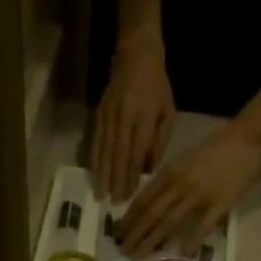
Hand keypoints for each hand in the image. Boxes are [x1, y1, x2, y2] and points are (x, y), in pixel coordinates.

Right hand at [91, 36, 175, 202]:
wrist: (136, 57)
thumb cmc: (157, 88)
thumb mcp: (167, 112)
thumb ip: (159, 142)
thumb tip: (148, 169)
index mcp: (145, 117)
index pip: (137, 152)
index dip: (132, 175)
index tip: (129, 195)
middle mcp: (124, 118)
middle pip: (119, 155)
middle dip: (116, 181)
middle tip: (113, 203)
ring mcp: (109, 116)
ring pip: (105, 150)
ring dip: (102, 175)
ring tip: (100, 194)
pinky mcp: (99, 115)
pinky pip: (96, 142)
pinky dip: (94, 160)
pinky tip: (93, 175)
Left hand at [116, 120, 260, 258]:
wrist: (249, 137)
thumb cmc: (217, 148)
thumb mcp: (185, 160)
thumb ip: (168, 181)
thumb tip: (152, 206)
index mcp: (169, 172)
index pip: (142, 199)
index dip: (128, 218)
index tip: (117, 234)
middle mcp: (179, 184)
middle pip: (150, 214)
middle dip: (134, 234)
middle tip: (122, 251)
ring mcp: (198, 195)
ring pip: (168, 222)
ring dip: (151, 241)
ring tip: (138, 256)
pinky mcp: (219, 204)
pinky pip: (201, 227)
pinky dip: (190, 242)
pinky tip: (180, 257)